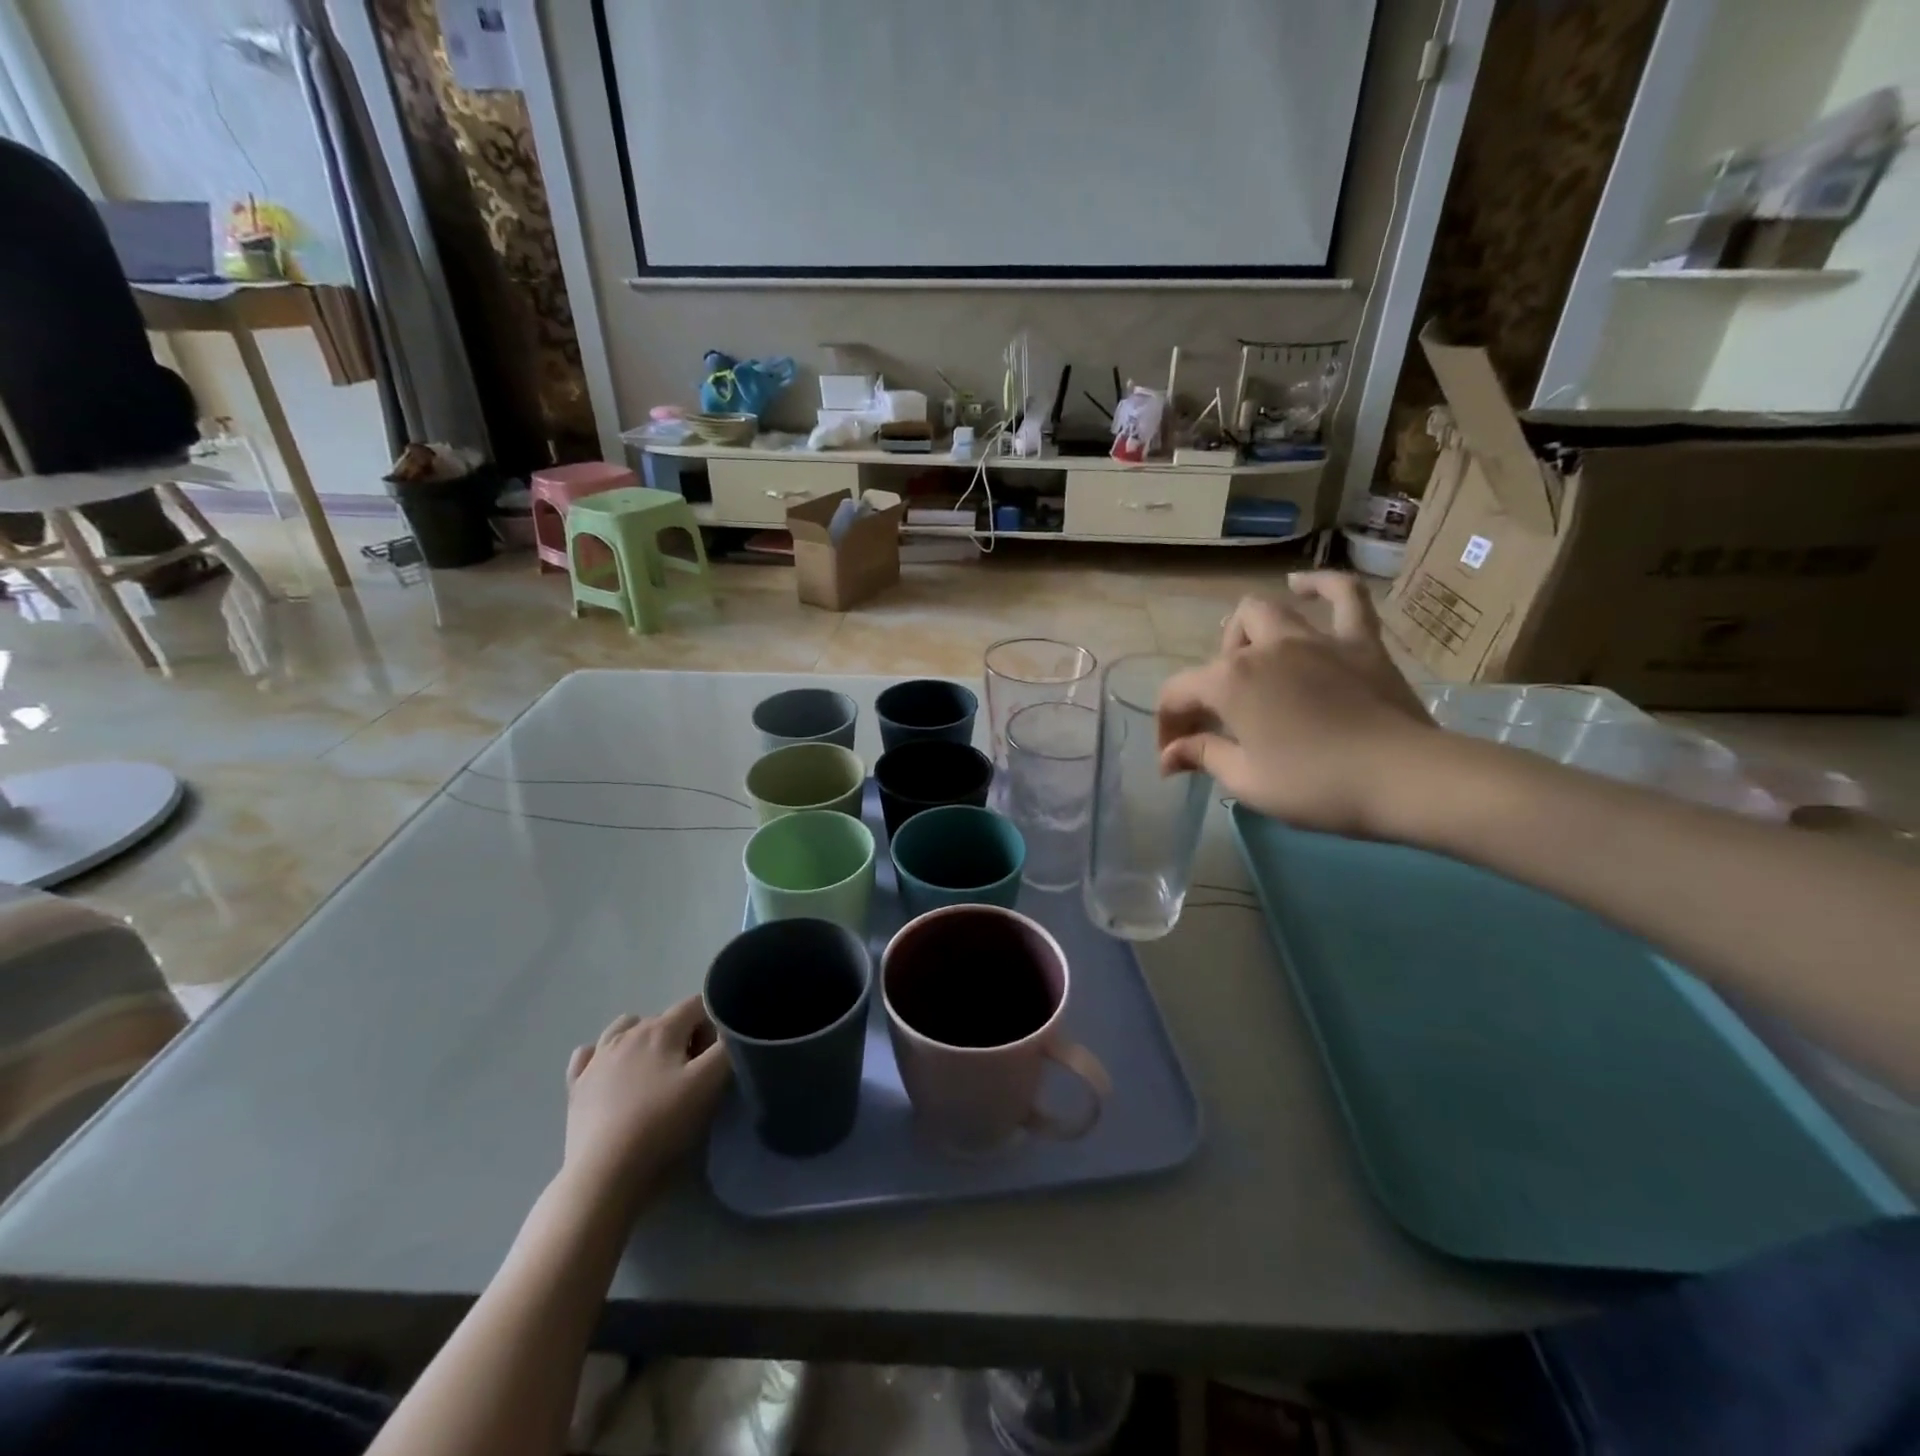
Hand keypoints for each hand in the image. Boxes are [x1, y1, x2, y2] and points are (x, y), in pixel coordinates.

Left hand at [562, 996, 729, 1206]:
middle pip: (666, 1018)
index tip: (713, 1060)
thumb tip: (730, 1032)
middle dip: (684, 1037)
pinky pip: (590, 1054)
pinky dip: (603, 1056)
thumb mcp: (709, 1084)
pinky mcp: (577, 1086)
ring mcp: (597, 1058)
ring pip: (625, 1028)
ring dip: (645, 1040)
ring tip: (655, 1074)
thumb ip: (727, 1048)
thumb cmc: (661, 1124)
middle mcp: (627, 1033)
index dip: (713, 1027)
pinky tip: (612, 1075)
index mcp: (661, 1028)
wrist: (603, 1174)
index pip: (697, 1005)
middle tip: (692, 1076)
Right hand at [1158, 571, 1435, 837]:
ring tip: (1249, 660)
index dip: (1168, 726)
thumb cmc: (1315, 785)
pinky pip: (1345, 595)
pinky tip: (1304, 586)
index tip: (1174, 759)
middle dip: (1209, 683)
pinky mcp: (1360, 642)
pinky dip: (1322, 585)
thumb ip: (1203, 756)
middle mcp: (1265, 649)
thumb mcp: (1247, 781)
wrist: (1402, 778)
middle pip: (1221, 652)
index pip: (1179, 693)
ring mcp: (1315, 639)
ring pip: (1267, 612)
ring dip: (1247, 635)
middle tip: (1220, 720)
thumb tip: (1169, 755)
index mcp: (1230, 682)